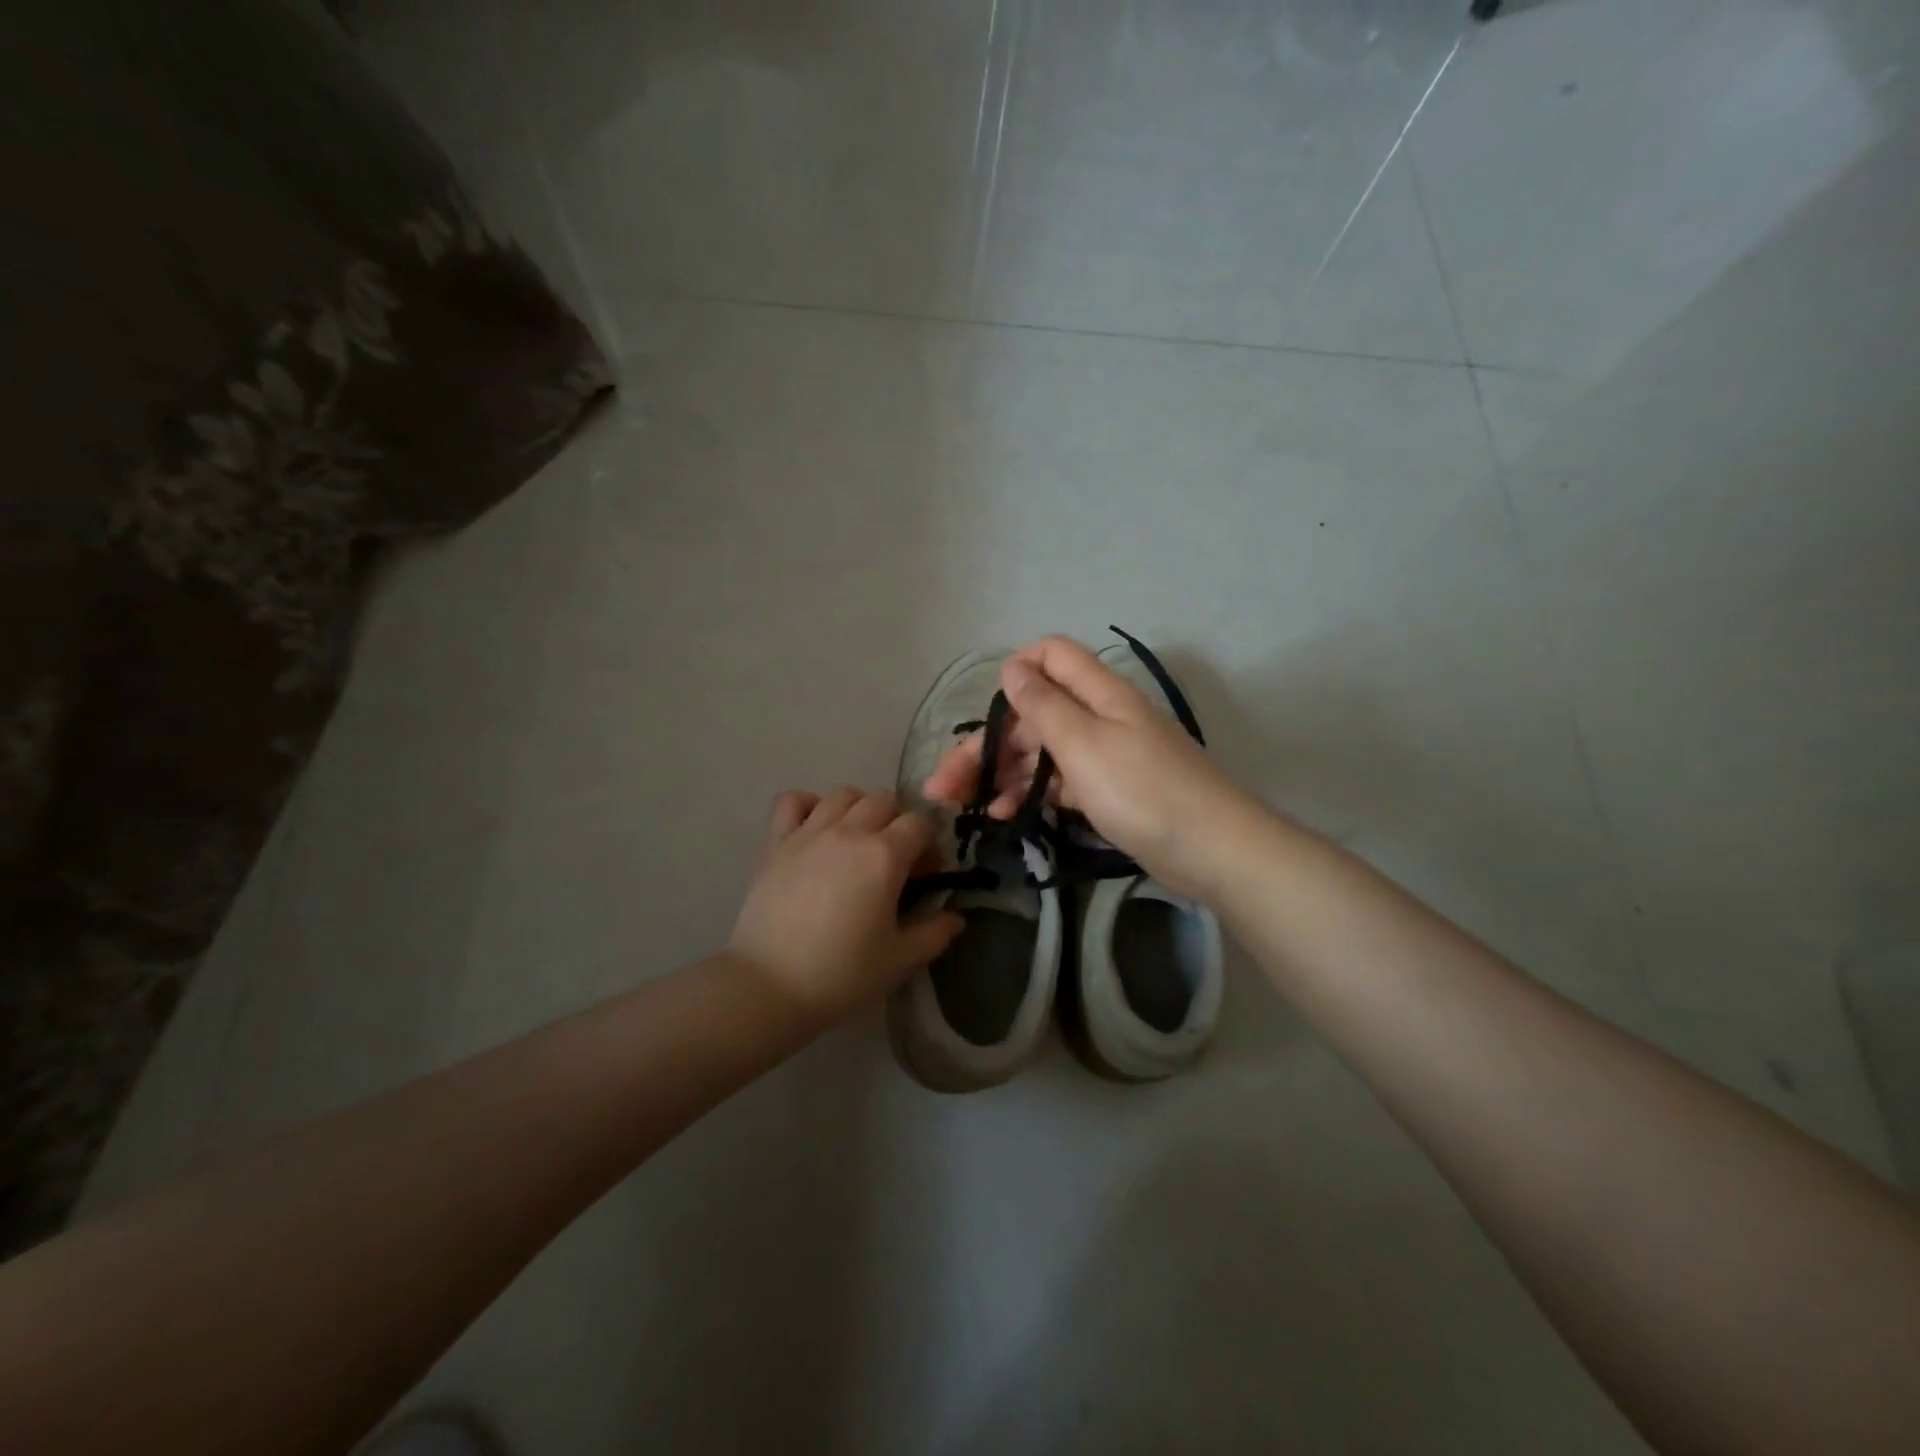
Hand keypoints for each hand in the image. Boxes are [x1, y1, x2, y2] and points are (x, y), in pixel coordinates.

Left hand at [729, 787, 963, 1021]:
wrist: (769, 986)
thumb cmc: (842, 974)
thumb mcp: (900, 960)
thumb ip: (935, 933)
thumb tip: (956, 917)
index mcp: (884, 856)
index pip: (920, 823)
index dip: (929, 844)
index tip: (925, 873)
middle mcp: (849, 832)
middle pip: (885, 800)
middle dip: (897, 822)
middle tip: (893, 858)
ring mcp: (809, 832)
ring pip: (844, 794)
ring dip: (859, 809)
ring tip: (856, 841)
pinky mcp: (776, 842)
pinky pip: (792, 801)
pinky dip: (808, 805)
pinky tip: (815, 829)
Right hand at [924, 637, 1264, 897]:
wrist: (1213, 851)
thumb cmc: (1144, 792)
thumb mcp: (1084, 745)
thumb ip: (1044, 705)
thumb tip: (1012, 667)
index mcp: (1098, 693)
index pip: (1050, 655)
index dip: (1015, 672)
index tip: (988, 713)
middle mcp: (1099, 716)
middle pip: (1033, 713)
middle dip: (987, 744)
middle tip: (944, 785)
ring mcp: (1104, 755)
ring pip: (1041, 751)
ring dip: (1001, 774)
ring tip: (964, 807)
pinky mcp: (1108, 790)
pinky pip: (1059, 782)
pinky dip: (1030, 794)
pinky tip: (1003, 816)